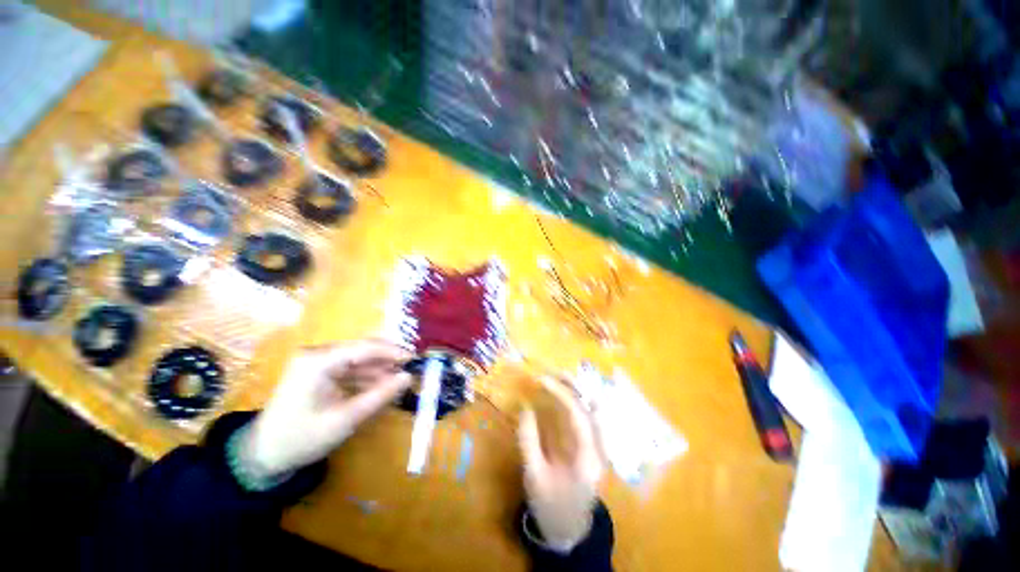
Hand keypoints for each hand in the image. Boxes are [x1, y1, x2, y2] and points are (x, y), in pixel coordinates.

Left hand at [240, 339, 411, 477]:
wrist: (263, 455)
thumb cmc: (302, 438)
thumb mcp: (346, 419)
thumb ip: (380, 395)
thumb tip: (408, 377)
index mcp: (319, 361)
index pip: (364, 348)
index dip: (392, 352)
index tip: (414, 359)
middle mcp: (318, 354)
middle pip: (362, 349)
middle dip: (387, 359)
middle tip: (409, 370)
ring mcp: (317, 362)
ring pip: (359, 359)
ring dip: (379, 370)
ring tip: (399, 382)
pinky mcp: (319, 371)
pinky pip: (350, 369)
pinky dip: (367, 377)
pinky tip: (381, 387)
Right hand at [518, 376, 604, 552]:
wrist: (569, 531)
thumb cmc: (549, 505)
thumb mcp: (534, 475)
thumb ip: (529, 440)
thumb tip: (526, 407)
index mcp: (586, 459)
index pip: (578, 416)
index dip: (561, 394)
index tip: (542, 380)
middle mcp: (600, 450)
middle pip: (592, 409)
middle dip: (575, 386)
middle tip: (555, 372)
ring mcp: (600, 449)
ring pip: (595, 411)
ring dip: (579, 392)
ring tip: (562, 377)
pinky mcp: (595, 448)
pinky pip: (591, 419)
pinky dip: (581, 402)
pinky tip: (571, 394)